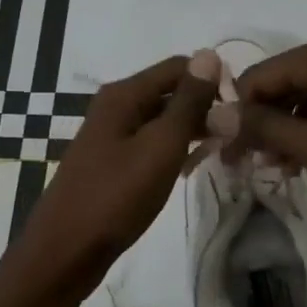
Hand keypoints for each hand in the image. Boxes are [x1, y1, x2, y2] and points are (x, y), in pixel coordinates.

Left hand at [0, 50, 221, 303]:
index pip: (180, 67)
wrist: (65, 252)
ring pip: (162, 121)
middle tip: (235, 138)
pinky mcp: (111, 163)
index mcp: (124, 95)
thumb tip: (209, 54)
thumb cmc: (116, 197)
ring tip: (220, 153)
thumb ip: (188, 102)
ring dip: (192, 131)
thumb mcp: (161, 147)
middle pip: (170, 92)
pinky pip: (150, 145)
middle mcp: (115, 107)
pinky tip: (190, 170)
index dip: (213, 82)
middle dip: (205, 108)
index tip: (241, 112)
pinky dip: (173, 152)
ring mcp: (111, 136)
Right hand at [221, 34, 306, 201]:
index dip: (236, 117)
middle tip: (252, 166)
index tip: (230, 155)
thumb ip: (264, 127)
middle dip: (262, 125)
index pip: (254, 79)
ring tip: (282, 169)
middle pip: (279, 85)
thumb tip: (217, 113)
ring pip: (304, 96)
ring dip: (287, 130)